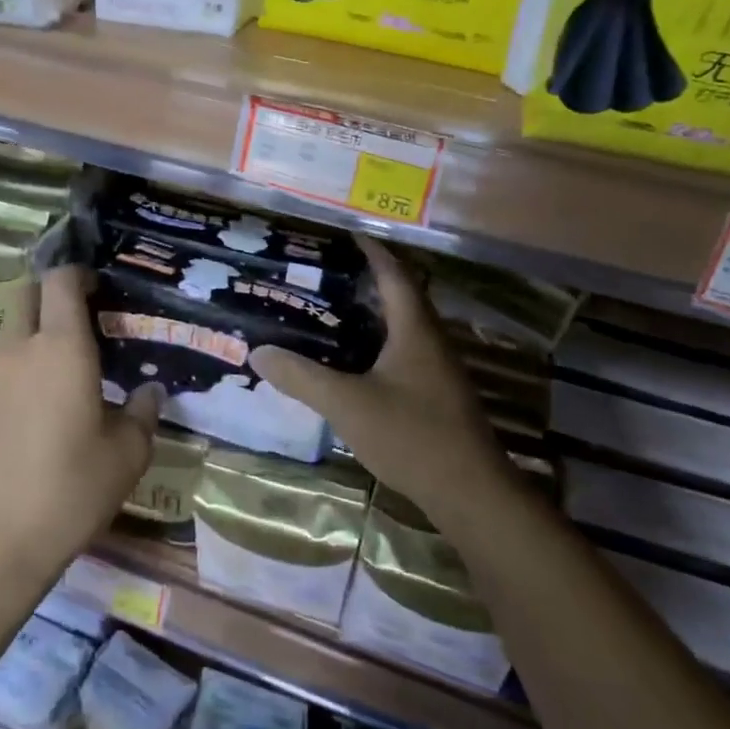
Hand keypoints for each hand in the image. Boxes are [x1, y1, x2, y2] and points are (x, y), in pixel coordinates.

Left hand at [0, 267, 159, 576]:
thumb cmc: (69, 488)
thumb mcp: (126, 455)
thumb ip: (142, 415)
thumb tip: (151, 392)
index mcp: (60, 347)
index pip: (60, 281)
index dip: (79, 273)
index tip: (102, 286)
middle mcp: (20, 350)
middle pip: (28, 295)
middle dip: (54, 294)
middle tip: (88, 317)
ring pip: (13, 330)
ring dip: (39, 330)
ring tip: (73, 361)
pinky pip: (4, 364)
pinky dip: (25, 363)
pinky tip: (48, 399)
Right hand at [249, 237, 512, 527]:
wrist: (471, 493)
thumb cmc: (411, 436)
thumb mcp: (347, 404)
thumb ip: (302, 377)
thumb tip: (258, 352)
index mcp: (415, 329)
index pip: (395, 274)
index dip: (372, 252)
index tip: (347, 235)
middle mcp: (432, 341)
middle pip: (402, 297)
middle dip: (368, 281)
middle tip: (328, 275)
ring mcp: (439, 371)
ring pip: (404, 328)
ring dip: (374, 315)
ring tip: (333, 313)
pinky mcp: (438, 397)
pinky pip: (405, 355)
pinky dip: (379, 346)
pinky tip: (355, 364)